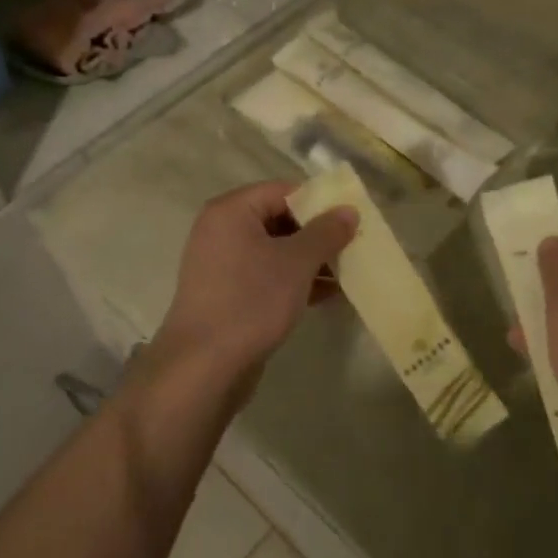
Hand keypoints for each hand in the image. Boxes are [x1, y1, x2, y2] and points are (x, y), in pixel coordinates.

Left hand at [153, 181, 356, 384]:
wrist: (203, 367)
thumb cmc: (251, 301)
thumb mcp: (296, 263)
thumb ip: (325, 232)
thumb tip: (349, 211)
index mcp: (231, 211)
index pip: (283, 191)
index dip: (319, 202)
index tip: (352, 218)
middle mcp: (222, 231)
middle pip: (279, 219)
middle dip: (318, 234)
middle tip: (354, 246)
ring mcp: (222, 265)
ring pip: (275, 251)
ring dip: (310, 261)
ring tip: (348, 274)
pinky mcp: (228, 294)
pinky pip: (267, 276)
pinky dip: (294, 281)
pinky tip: (327, 296)